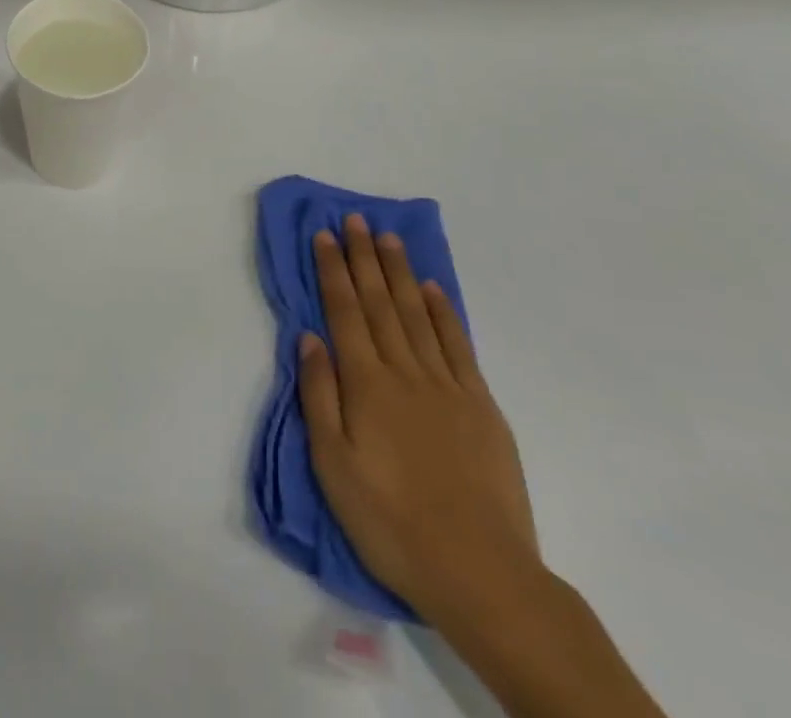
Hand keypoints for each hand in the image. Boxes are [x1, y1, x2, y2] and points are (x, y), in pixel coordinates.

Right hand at [298, 215, 539, 625]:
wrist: (479, 571)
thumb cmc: (391, 522)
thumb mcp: (333, 466)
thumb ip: (319, 395)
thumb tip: (309, 337)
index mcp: (366, 384)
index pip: (344, 312)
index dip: (333, 270)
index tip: (324, 235)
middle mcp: (404, 371)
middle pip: (380, 302)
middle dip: (364, 257)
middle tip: (355, 219)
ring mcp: (447, 385)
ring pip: (417, 313)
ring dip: (400, 272)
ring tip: (388, 238)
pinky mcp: (480, 404)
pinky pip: (457, 344)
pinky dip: (443, 311)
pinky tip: (432, 288)